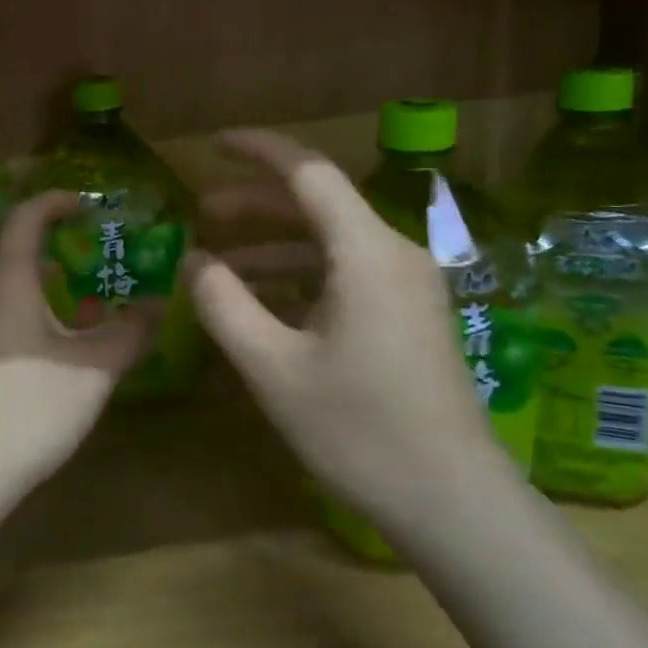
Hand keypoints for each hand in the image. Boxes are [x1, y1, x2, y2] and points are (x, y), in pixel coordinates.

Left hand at [0, 192, 152, 505]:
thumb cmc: (32, 405)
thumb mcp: (94, 368)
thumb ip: (129, 332)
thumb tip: (157, 306)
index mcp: (6, 280)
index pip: (24, 218)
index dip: (54, 203)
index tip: (85, 206)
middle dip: (33, 230)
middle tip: (69, 240)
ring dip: (22, 267)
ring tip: (61, 286)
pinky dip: (11, 296)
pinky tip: (38, 333)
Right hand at [187, 130, 499, 526]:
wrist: (454, 504)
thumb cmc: (359, 430)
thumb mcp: (272, 368)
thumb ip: (224, 304)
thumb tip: (193, 260)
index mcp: (366, 252)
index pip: (309, 172)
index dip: (259, 150)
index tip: (214, 144)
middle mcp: (393, 255)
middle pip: (318, 205)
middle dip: (256, 204)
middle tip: (201, 212)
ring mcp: (406, 287)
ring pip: (329, 244)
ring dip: (273, 247)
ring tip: (218, 263)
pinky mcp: (408, 317)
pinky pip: (345, 277)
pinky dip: (299, 279)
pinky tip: (261, 304)